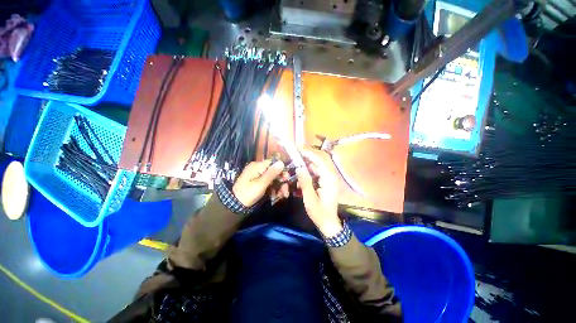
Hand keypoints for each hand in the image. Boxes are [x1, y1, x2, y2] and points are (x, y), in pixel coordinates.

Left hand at [232, 160, 285, 206]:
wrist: (234, 205)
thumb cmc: (247, 194)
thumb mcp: (260, 184)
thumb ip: (271, 173)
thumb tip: (281, 162)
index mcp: (257, 166)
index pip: (273, 163)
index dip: (282, 170)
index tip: (287, 179)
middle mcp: (258, 168)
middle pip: (274, 171)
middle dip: (281, 181)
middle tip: (285, 192)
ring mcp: (257, 175)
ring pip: (272, 178)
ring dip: (278, 186)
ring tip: (282, 196)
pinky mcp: (258, 181)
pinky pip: (268, 182)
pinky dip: (273, 188)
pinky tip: (276, 196)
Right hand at [296, 151, 341, 236]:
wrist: (328, 224)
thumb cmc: (320, 212)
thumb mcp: (310, 198)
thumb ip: (305, 182)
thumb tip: (299, 167)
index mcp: (329, 179)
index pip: (319, 161)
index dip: (309, 154)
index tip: (298, 150)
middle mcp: (330, 177)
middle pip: (316, 164)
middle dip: (304, 162)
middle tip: (293, 161)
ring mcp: (328, 180)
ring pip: (314, 170)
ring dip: (305, 170)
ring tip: (294, 171)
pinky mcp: (325, 184)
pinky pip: (315, 176)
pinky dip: (307, 177)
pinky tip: (299, 181)